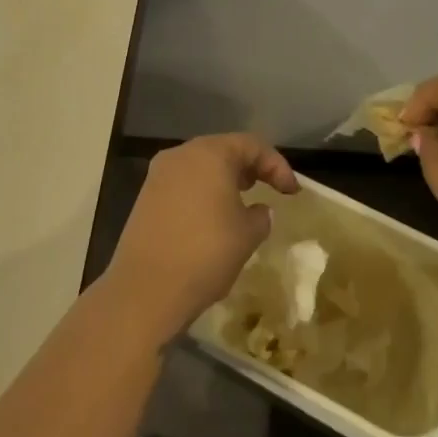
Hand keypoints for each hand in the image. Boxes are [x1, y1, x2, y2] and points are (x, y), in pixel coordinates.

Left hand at [102, 133, 298, 345]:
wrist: (145, 291)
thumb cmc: (205, 253)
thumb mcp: (247, 235)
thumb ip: (260, 216)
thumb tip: (258, 210)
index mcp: (210, 153)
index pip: (252, 145)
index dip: (277, 166)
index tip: (292, 192)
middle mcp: (182, 154)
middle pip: (224, 150)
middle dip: (250, 168)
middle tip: (268, 188)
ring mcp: (159, 175)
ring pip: (201, 166)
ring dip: (225, 180)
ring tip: (243, 203)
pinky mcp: (145, 197)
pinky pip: (183, 184)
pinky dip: (203, 193)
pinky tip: (213, 218)